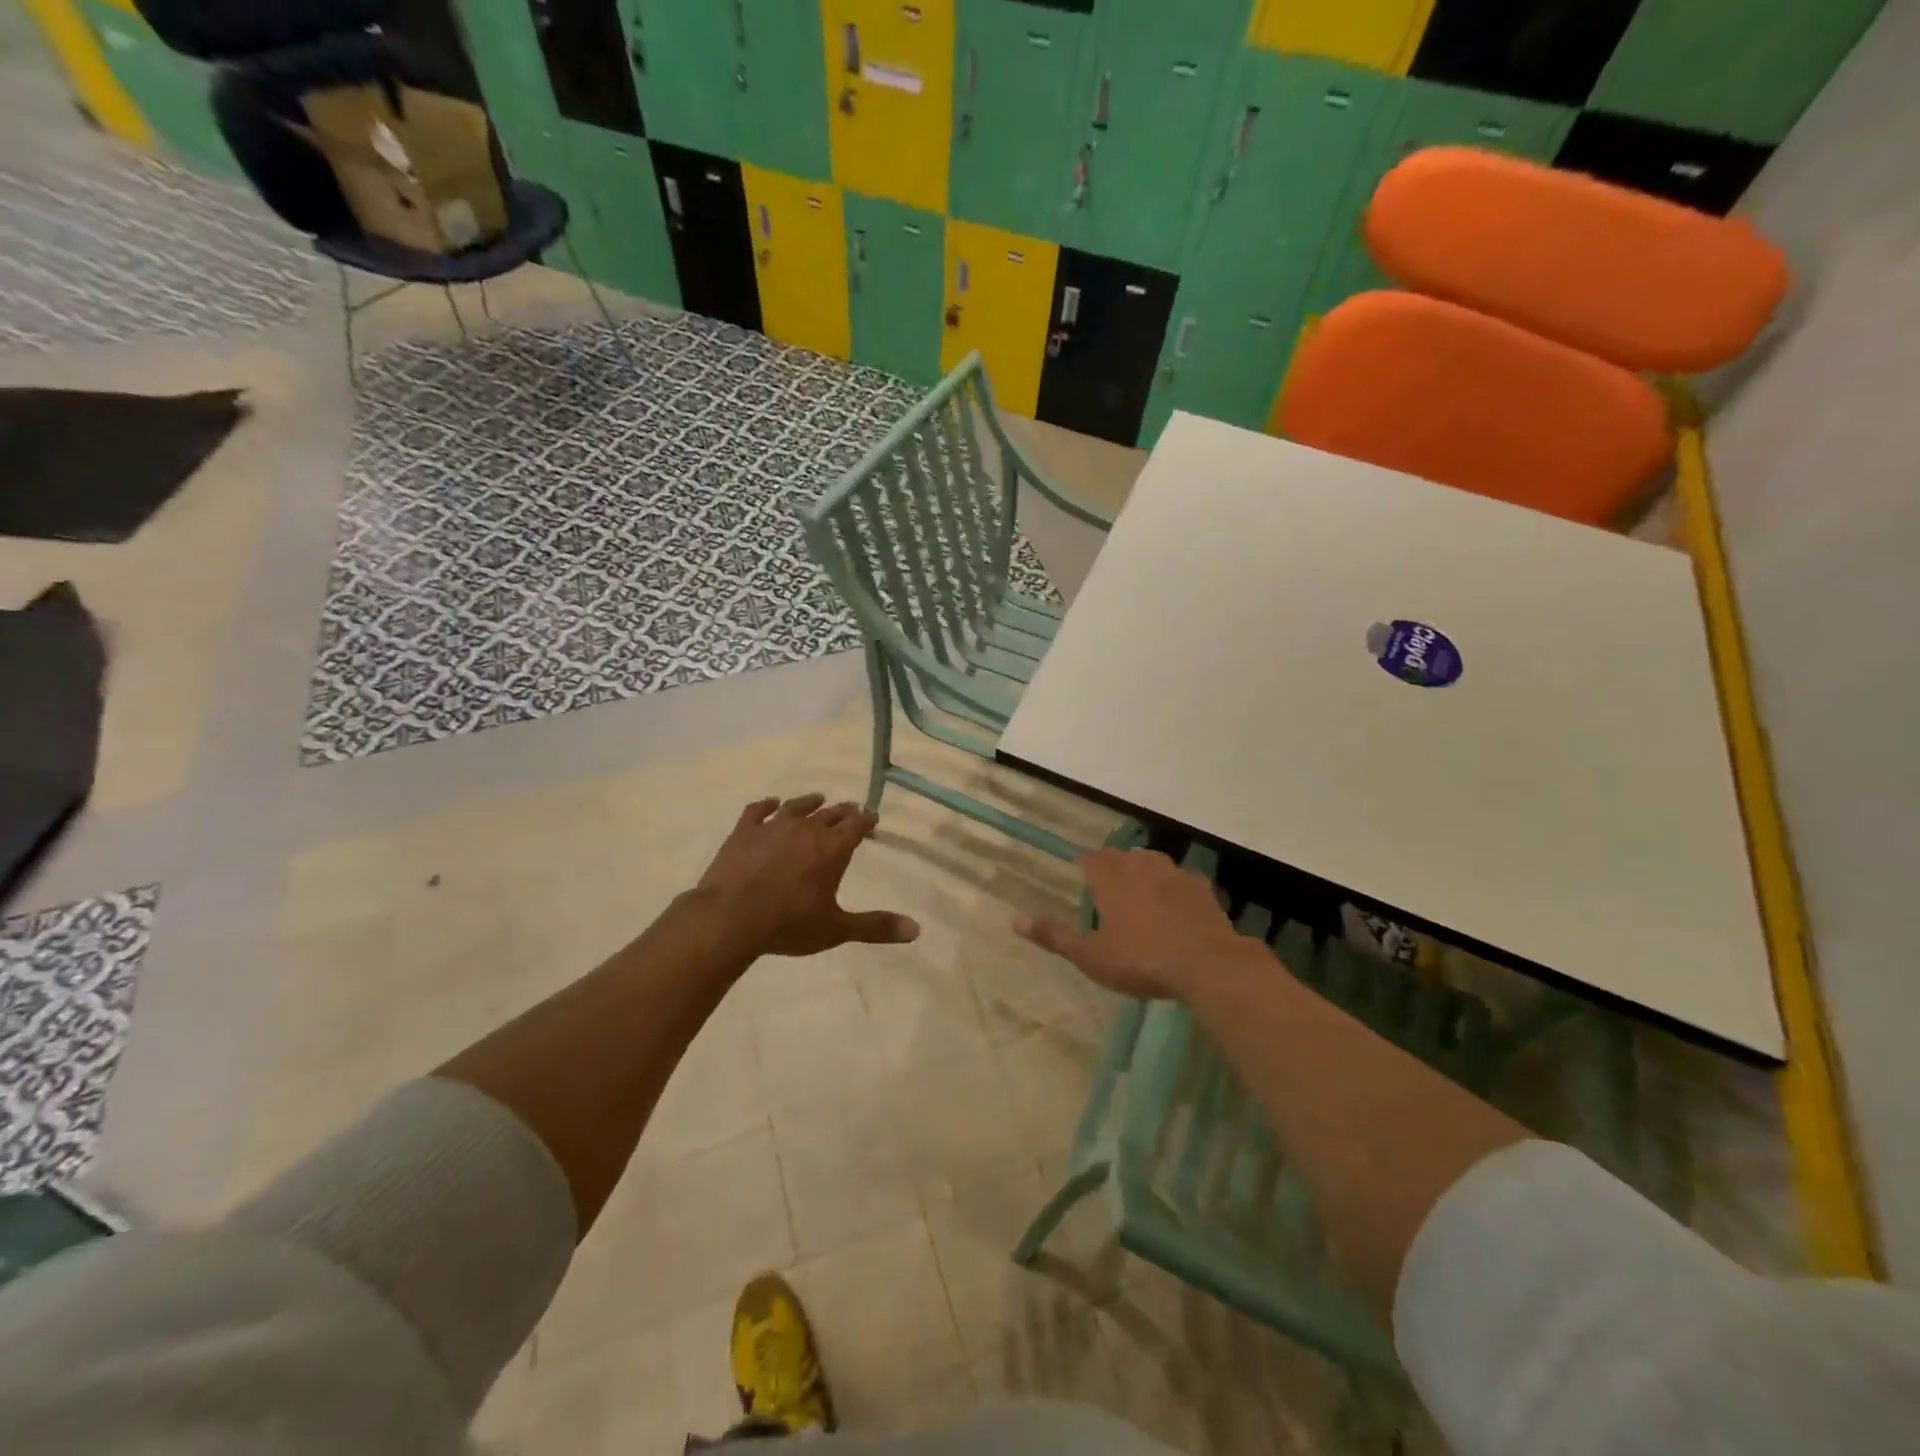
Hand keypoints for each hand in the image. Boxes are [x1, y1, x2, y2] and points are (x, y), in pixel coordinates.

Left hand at [695, 794, 919, 957]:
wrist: (729, 918)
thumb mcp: (836, 929)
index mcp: (832, 849)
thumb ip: (876, 927)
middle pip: (830, 814)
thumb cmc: (788, 924)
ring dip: (810, 802)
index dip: (866, 820)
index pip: (856, 826)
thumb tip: (916, 929)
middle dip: (843, 812)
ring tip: (819, 799)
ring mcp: (773, 827)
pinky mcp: (744, 831)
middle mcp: (806, 830)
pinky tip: (771, 804)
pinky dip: (767, 805)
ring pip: (797, 807)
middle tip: (851, 810)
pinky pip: (758, 810)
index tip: (872, 817)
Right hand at [1015, 848, 1254, 1000]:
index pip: (1091, 859)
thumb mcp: (1091, 956)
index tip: (1080, 871)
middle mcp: (1141, 867)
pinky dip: (1174, 885)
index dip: (1084, 863)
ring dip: (1143, 868)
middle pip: (1122, 856)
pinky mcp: (1202, 889)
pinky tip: (1177, 900)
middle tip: (1107, 882)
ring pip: (1153, 861)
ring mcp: (1175, 875)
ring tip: (1140, 885)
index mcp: (1111, 879)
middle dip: (1112, 864)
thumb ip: (1055, 936)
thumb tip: (1015, 921)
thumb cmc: (1141, 960)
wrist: (1207, 965)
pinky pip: (1182, 878)